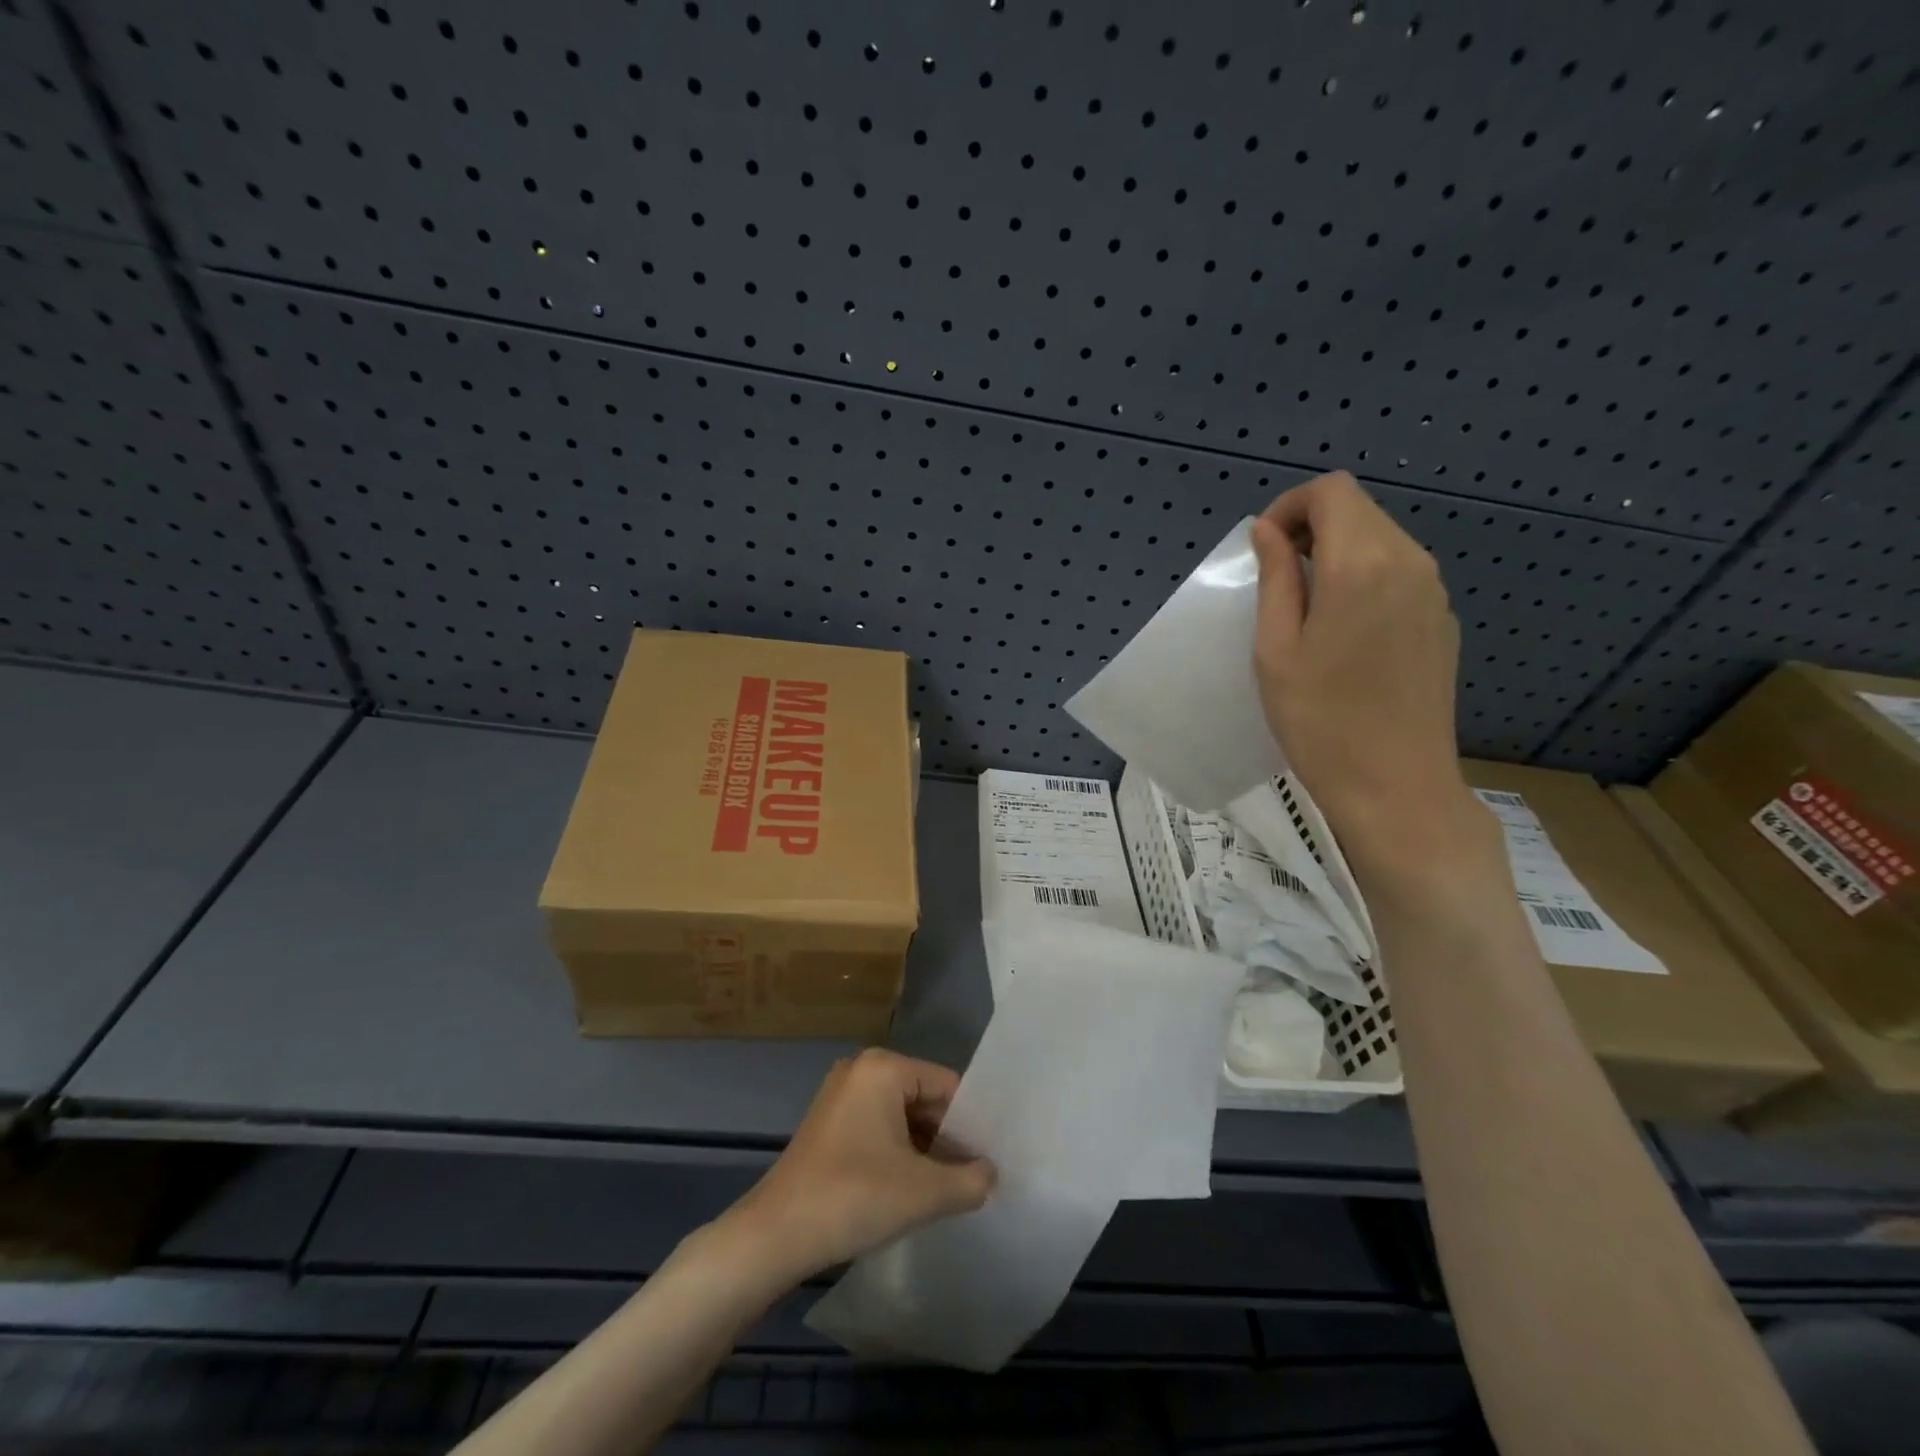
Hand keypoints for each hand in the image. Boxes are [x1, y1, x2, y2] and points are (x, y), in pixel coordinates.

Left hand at [720, 1050, 994, 1285]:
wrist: (775, 1235)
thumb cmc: (854, 1197)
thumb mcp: (924, 1192)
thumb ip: (970, 1180)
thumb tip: (992, 1173)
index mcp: (884, 1067)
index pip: (947, 1086)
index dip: (972, 1124)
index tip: (990, 1161)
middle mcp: (862, 1068)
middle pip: (924, 1099)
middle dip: (948, 1139)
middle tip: (974, 1179)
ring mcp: (841, 1095)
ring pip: (902, 1116)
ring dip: (924, 1150)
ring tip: (948, 1189)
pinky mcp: (829, 1123)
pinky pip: (878, 1128)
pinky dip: (898, 1154)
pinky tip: (911, 1190)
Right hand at [1250, 472, 1491, 884]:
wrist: (1396, 786)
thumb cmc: (1320, 721)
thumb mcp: (1275, 649)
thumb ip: (1274, 578)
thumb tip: (1268, 531)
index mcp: (1361, 564)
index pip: (1331, 492)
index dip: (1289, 507)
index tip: (1263, 550)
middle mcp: (1408, 562)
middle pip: (1359, 510)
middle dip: (1310, 527)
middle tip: (1275, 579)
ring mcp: (1433, 591)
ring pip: (1381, 538)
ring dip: (1337, 552)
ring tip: (1305, 608)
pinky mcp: (1442, 620)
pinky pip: (1399, 572)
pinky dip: (1363, 576)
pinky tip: (1344, 630)